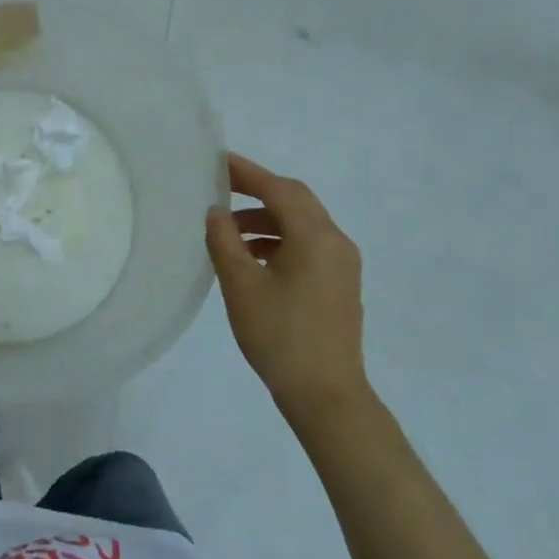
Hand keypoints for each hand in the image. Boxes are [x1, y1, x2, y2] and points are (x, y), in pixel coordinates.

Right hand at [205, 152, 368, 419]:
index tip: (218, 161)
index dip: (247, 172)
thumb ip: (225, 240)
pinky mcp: (339, 284)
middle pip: (295, 200)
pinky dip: (279, 240)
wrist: (327, 397)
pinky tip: (252, 257)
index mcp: (315, 236)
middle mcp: (335, 242)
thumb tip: (217, 213)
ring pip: (301, 223)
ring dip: (266, 219)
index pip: (278, 189)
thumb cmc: (280, 337)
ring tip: (228, 230)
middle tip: (221, 188)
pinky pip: (307, 245)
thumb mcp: (241, 285)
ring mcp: (342, 264)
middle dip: (257, 191)